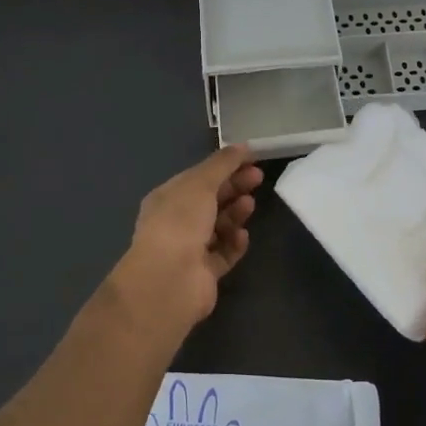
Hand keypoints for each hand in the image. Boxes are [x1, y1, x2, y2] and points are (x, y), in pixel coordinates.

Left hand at [103, 144, 262, 348]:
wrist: (170, 279)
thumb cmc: (180, 222)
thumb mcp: (200, 183)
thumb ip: (222, 164)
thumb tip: (242, 146)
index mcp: (167, 198)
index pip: (199, 177)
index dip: (224, 167)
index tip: (251, 159)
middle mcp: (176, 222)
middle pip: (211, 200)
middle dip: (234, 187)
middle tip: (258, 178)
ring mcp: (189, 249)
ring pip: (219, 227)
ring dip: (235, 214)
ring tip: (249, 205)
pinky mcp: (204, 274)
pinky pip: (224, 254)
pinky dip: (234, 244)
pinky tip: (242, 237)